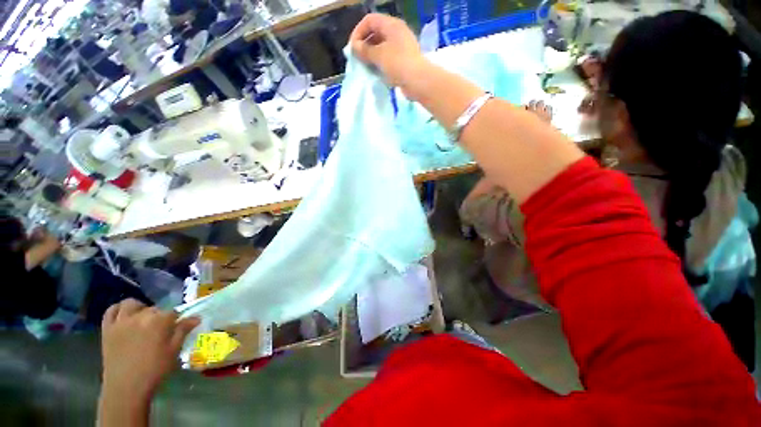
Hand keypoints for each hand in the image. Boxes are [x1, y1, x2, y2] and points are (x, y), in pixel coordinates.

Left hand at [101, 299, 198, 399]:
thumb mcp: (174, 351)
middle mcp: (140, 316)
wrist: (126, 387)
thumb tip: (196, 317)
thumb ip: (183, 331)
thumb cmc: (154, 369)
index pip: (173, 312)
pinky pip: (110, 311)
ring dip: (139, 308)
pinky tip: (124, 316)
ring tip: (142, 319)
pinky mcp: (107, 329)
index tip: (177, 327)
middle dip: (159, 316)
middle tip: (161, 329)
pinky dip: (118, 309)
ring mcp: (121, 322)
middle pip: (153, 309)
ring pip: (131, 304)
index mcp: (159, 321)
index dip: (176, 319)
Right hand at [349, 14, 428, 96]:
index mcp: (391, 25)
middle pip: (375, 33)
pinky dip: (380, 63)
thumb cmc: (398, 64)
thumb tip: (354, 47)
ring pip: (382, 47)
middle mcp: (397, 32)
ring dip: (371, 55)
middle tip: (357, 58)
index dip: (358, 31)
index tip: (352, 47)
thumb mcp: (379, 55)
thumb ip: (364, 50)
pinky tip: (376, 72)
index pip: (369, 20)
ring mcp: (402, 47)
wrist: (418, 81)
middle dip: (364, 44)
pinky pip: (388, 58)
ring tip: (365, 67)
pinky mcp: (404, 60)